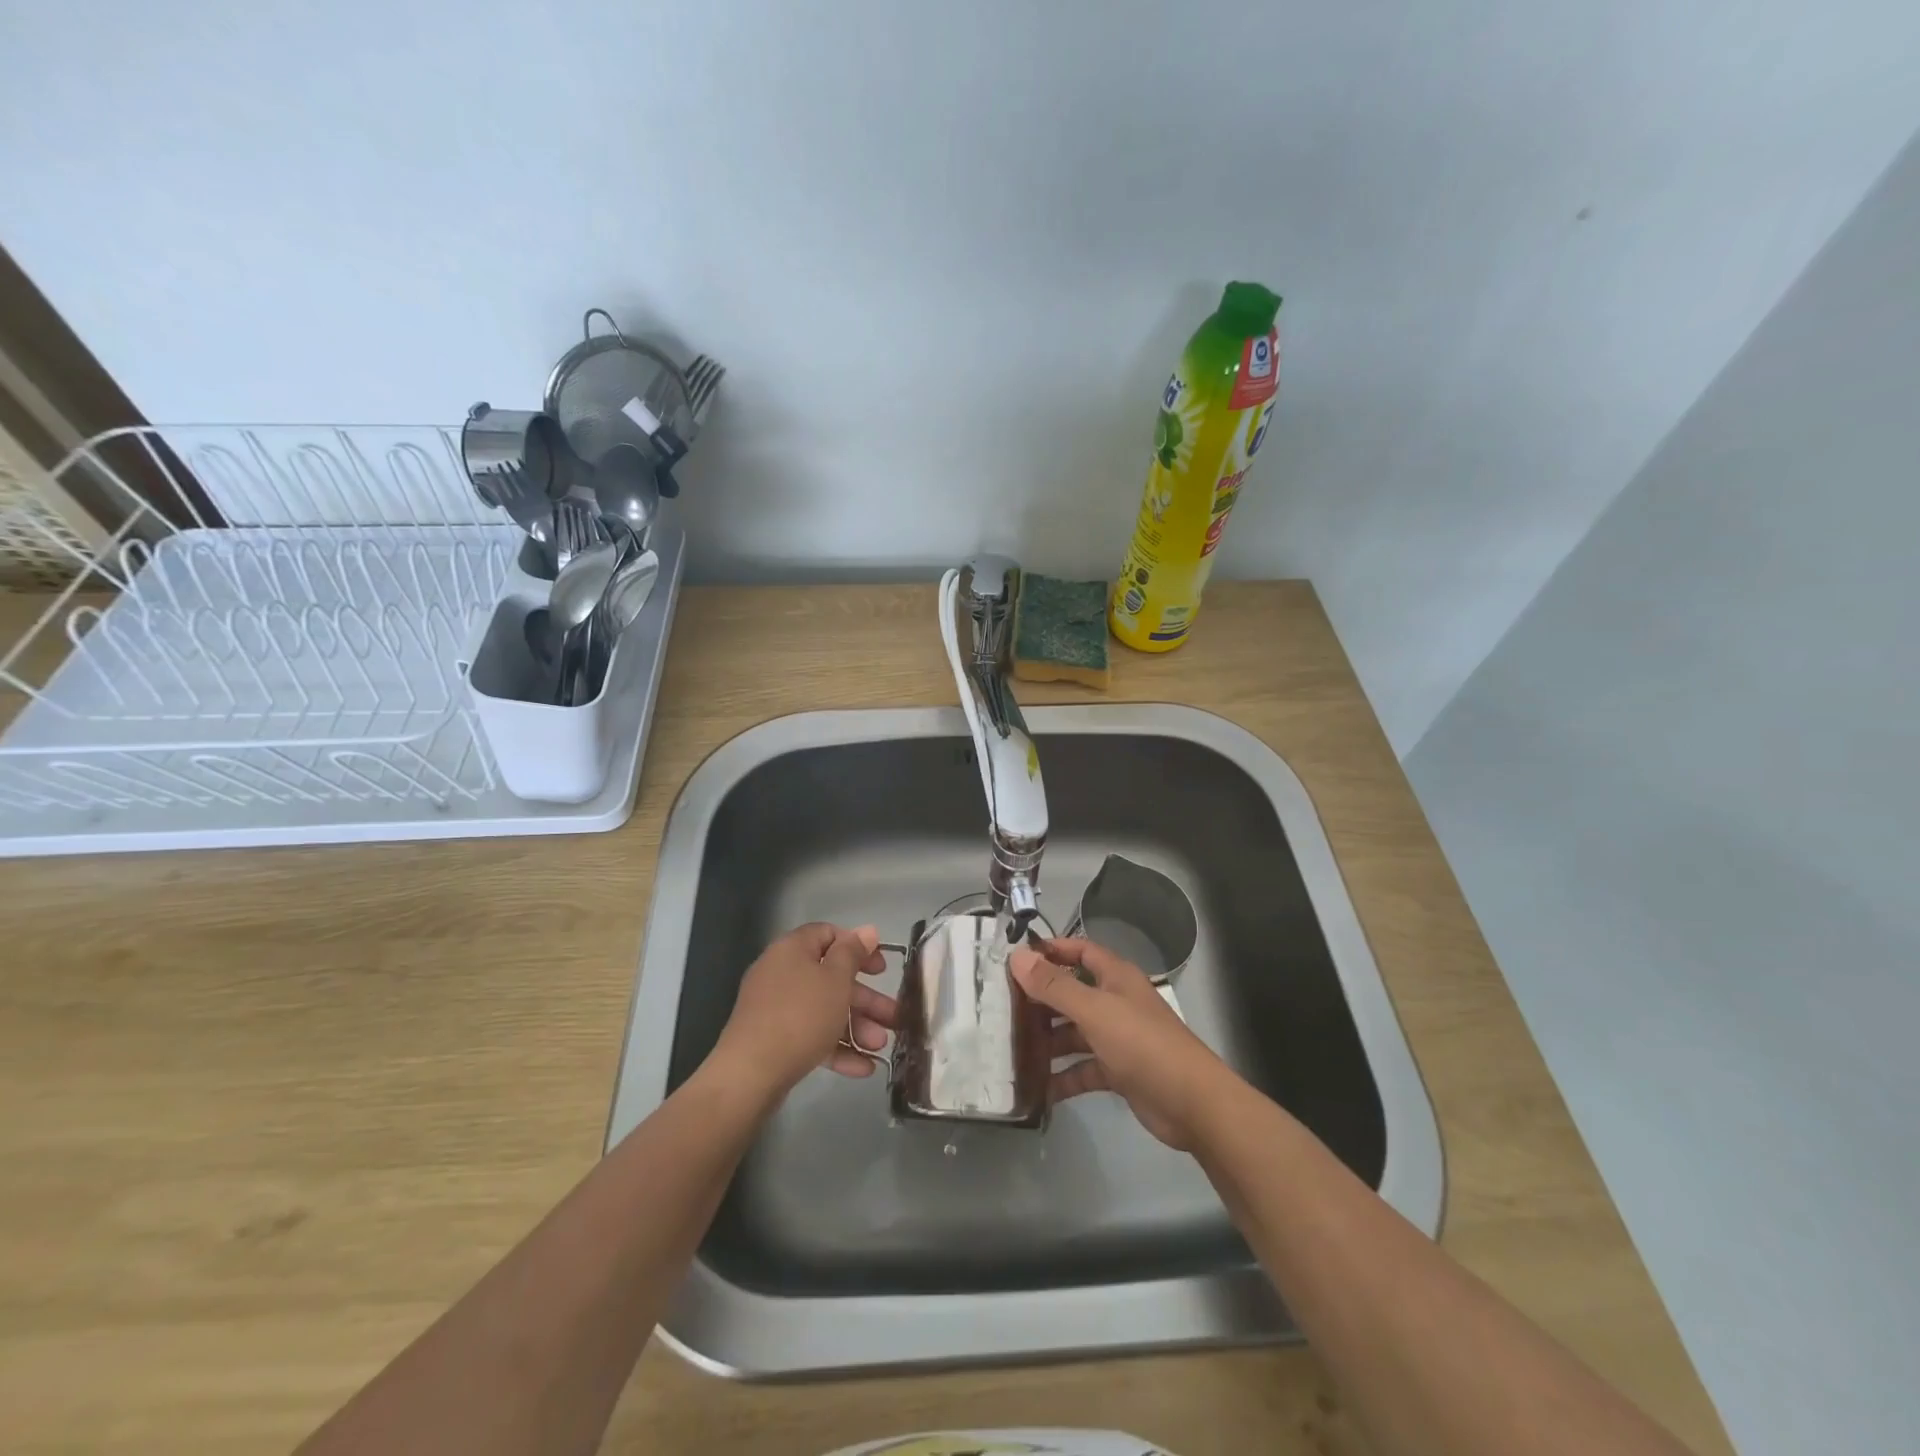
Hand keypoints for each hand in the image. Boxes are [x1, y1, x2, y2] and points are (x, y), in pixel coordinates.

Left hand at [712, 923, 897, 1099]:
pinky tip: (864, 1068)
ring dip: (856, 1026)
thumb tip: (867, 930)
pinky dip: (836, 1048)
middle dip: (865, 999)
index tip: (881, 969)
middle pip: (831, 978)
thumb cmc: (801, 1015)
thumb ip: (854, 953)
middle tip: (892, 1017)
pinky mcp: (773, 1040)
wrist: (750, 1073)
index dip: (858, 947)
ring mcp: (775, 1008)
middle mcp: (781, 973)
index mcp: (793, 949)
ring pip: (824, 1010)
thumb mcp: (836, 979)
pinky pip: (811, 1036)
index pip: (829, 935)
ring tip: (880, 1047)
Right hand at [1010, 936, 1234, 1149]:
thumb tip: (1017, 957)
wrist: (1193, 1104)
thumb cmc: (1142, 1044)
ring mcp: (1118, 1039)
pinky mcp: (1119, 1072)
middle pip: (1073, 993)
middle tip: (1002, 1009)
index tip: (1017, 960)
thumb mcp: (1094, 1011)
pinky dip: (1063, 1078)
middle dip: (1042, 1001)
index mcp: (1115, 978)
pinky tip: (1037, 1089)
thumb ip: (1055, 986)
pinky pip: (1083, 1069)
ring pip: (1075, 1033)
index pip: (1080, 951)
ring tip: (1011, 1050)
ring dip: (1048, 1042)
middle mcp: (1116, 1003)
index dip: (1051, 951)